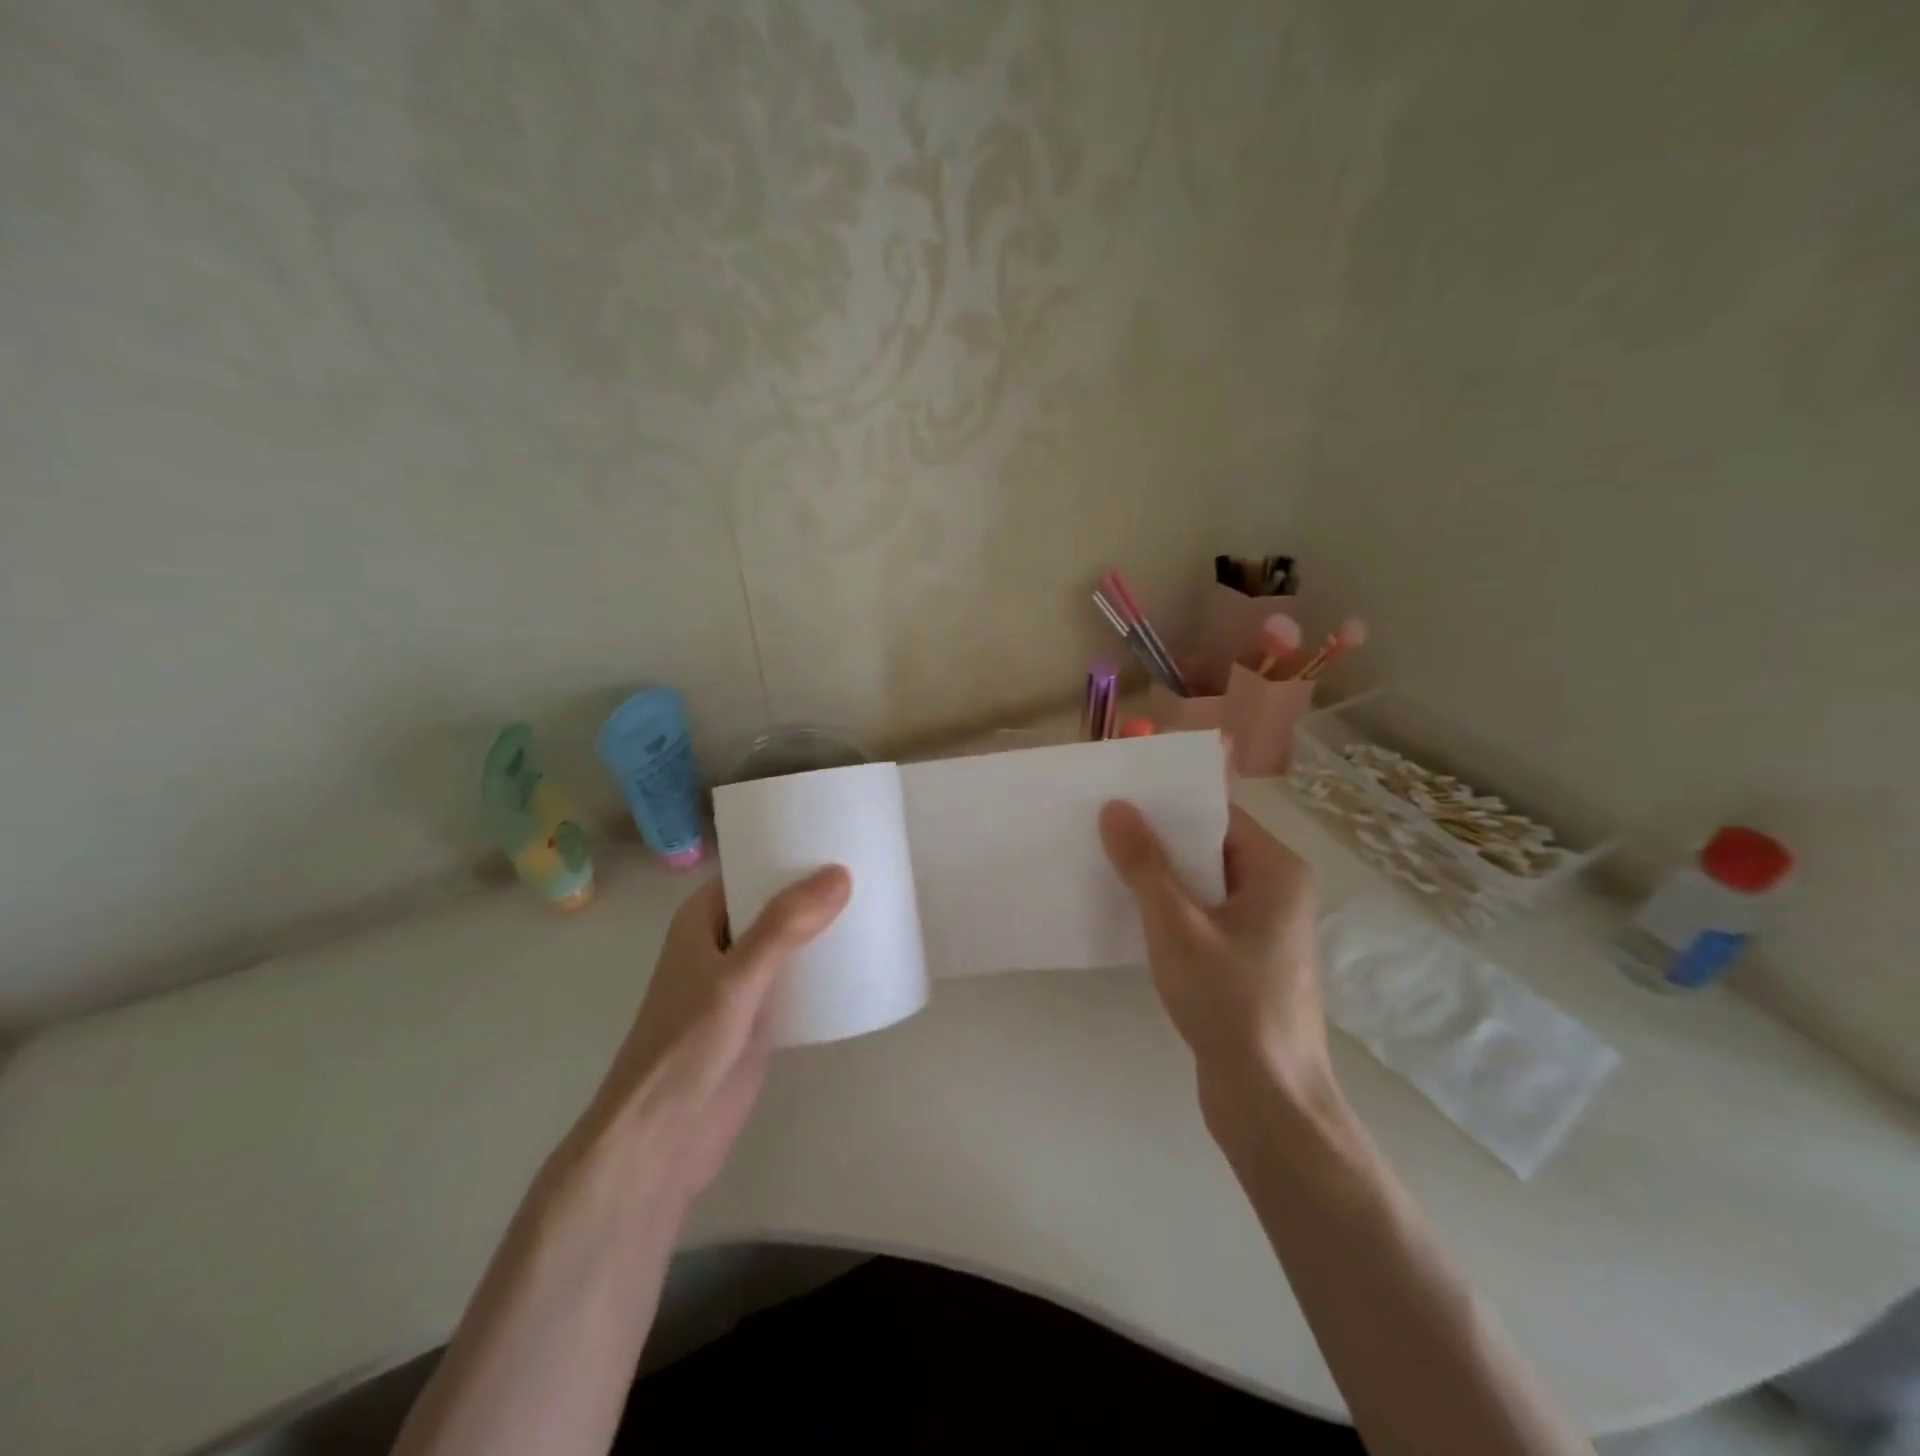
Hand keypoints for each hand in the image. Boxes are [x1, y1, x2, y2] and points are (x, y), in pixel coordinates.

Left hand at [569, 866, 850, 1209]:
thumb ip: (784, 927)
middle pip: (774, 904)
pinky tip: (862, 962)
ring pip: (789, 942)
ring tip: (877, 906)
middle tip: (873, 869)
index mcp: (702, 920)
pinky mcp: (759, 1019)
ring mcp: (741, 983)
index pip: (751, 869)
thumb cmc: (685, 1047)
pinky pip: (797, 980)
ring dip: (823, 929)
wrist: (661, 1142)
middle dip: (816, 890)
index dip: (790, 851)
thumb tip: (840, 873)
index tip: (839, 836)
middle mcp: (721, 943)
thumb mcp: (736, 979)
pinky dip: (824, 969)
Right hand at [1099, 801, 1332, 1118]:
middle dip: (1156, 839)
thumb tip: (1116, 808)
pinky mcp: (1245, 962)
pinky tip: (1126, 911)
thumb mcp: (1176, 927)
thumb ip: (1144, 865)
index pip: (1218, 815)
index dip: (1168, 803)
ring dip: (1159, 877)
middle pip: (1208, 848)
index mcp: (1277, 871)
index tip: (1118, 793)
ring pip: (1202, 886)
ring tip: (1103, 860)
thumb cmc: (1230, 1003)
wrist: (1269, 1102)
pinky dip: (1169, 911)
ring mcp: (1262, 930)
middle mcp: (1276, 892)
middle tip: (1099, 824)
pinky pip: (1202, 918)